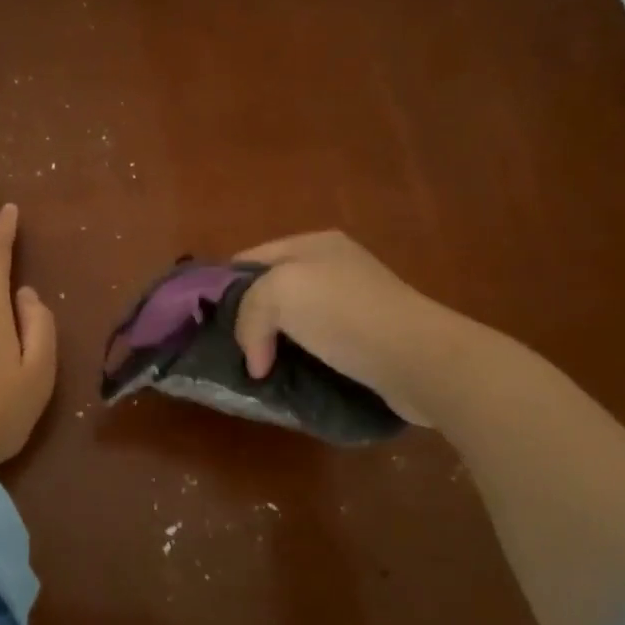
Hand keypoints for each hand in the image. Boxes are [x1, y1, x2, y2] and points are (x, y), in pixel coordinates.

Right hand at [232, 231, 464, 425]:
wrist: (417, 358)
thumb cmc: (344, 314)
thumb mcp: (279, 293)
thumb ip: (248, 314)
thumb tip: (256, 359)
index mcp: (311, 244)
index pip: (249, 259)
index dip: (224, 288)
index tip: (206, 323)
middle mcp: (331, 267)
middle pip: (270, 290)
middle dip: (247, 319)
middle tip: (228, 351)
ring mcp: (351, 302)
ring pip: (292, 321)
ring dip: (273, 344)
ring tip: (254, 371)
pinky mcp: (365, 338)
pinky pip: (316, 345)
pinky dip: (298, 360)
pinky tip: (287, 380)